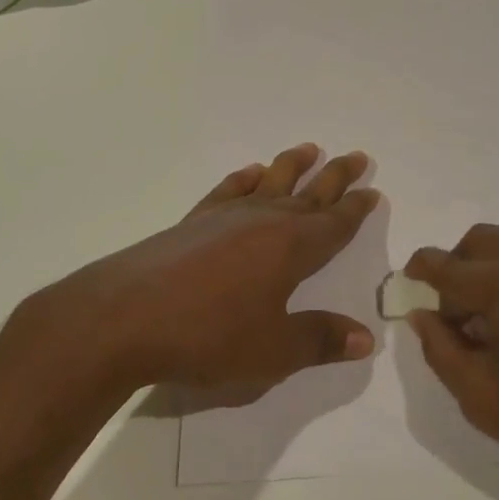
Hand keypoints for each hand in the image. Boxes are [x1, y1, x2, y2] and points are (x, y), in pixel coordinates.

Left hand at [17, 144, 379, 395]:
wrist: (125, 317)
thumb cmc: (209, 336)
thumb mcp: (273, 350)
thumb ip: (320, 340)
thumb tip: (365, 337)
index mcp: (292, 248)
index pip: (335, 223)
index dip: (356, 208)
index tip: (373, 190)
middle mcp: (265, 221)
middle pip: (309, 193)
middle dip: (335, 177)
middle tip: (357, 156)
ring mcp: (226, 216)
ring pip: (270, 182)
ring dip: (292, 165)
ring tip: (310, 148)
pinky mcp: (193, 221)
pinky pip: (228, 190)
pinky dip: (244, 178)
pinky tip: (251, 172)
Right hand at [403, 226, 498, 499]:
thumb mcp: (485, 400)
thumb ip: (441, 351)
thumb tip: (423, 316)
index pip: (450, 267)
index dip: (421, 273)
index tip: (408, 284)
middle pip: (482, 241)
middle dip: (457, 267)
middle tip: (455, 315)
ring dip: (493, 270)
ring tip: (497, 324)